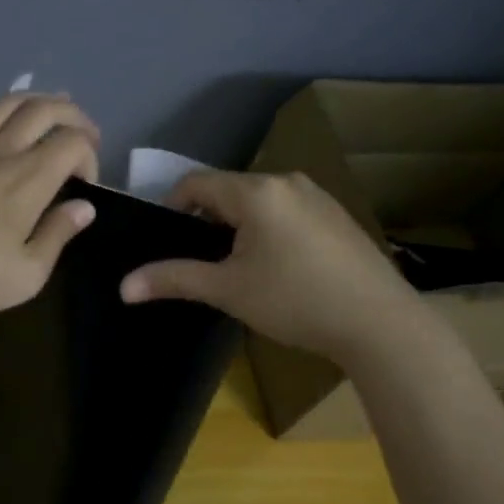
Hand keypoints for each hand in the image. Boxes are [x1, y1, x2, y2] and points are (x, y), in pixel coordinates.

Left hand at [0, 62, 101, 332]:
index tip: (85, 186)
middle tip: (84, 134)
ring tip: (51, 104)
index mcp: (26, 182)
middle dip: (72, 115)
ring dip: (32, 98)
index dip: (89, 155)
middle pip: (42, 112)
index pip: (71, 145)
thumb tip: (84, 207)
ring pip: (1, 106)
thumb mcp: (25, 276)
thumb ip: (57, 235)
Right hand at [119, 170, 430, 364]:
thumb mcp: (228, 290)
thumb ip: (174, 279)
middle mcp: (286, 181)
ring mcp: (317, 196)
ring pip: (259, 201)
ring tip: (237, 267)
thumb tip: (123, 287)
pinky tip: (278, 267)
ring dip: (238, 225)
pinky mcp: (337, 215)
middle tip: (200, 260)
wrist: (380, 323)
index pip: (196, 183)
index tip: (166, 240)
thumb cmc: (295, 301)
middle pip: (228, 190)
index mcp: (256, 191)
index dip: (172, 206)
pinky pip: (287, 211)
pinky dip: (268, 229)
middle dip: (207, 219)